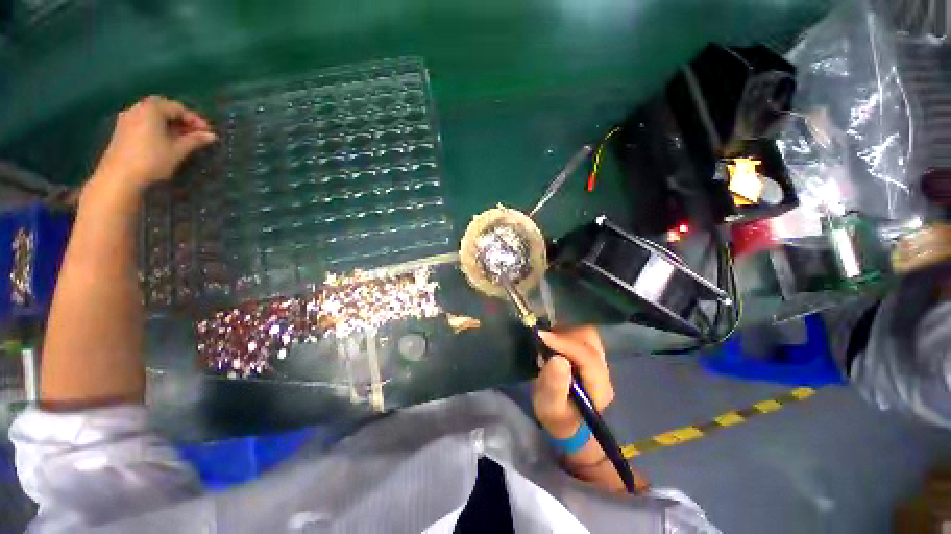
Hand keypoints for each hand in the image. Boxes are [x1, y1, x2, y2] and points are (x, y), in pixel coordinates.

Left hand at [93, 95, 216, 193]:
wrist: (120, 176)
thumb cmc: (152, 160)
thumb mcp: (178, 150)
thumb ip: (195, 140)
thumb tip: (212, 136)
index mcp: (152, 109)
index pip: (178, 108)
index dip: (195, 120)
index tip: (207, 132)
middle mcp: (138, 108)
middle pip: (164, 108)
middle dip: (181, 119)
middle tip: (194, 133)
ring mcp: (127, 118)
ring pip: (153, 116)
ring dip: (169, 124)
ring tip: (181, 138)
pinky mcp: (122, 129)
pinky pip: (144, 122)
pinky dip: (157, 127)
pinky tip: (164, 140)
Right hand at [532, 326, 612, 438]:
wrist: (565, 421)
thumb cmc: (556, 417)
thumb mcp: (550, 407)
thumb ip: (554, 386)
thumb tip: (557, 359)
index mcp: (599, 387)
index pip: (588, 357)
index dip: (565, 343)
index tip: (541, 336)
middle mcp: (603, 370)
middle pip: (590, 340)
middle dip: (564, 333)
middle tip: (542, 336)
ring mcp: (599, 359)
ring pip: (586, 332)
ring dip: (564, 330)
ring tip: (546, 337)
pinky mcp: (590, 352)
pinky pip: (580, 333)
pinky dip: (564, 330)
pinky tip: (552, 337)